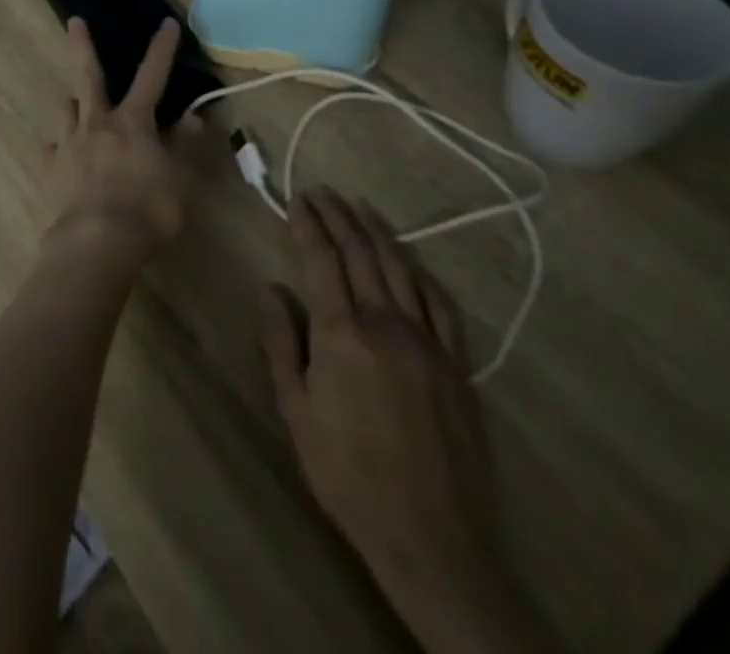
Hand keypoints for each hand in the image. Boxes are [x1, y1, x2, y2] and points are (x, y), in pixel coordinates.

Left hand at [45, 17, 214, 265]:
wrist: (95, 243)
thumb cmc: (147, 212)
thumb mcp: (179, 182)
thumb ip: (185, 147)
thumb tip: (194, 117)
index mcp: (133, 123)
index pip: (152, 77)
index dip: (161, 49)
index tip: (166, 22)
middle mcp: (97, 123)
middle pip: (89, 75)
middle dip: (83, 45)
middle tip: (73, 21)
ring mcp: (69, 142)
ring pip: (68, 108)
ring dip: (74, 103)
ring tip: (77, 106)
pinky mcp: (50, 166)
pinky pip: (54, 148)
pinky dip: (60, 147)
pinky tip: (62, 155)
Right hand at [262, 190, 561, 653]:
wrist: (431, 538)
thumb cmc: (347, 473)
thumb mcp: (296, 410)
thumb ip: (283, 342)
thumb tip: (271, 288)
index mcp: (342, 333)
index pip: (322, 259)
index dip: (309, 225)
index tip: (298, 199)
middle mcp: (387, 324)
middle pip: (362, 254)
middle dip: (339, 217)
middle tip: (322, 191)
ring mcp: (428, 343)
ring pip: (402, 269)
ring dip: (378, 232)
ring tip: (361, 207)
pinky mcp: (457, 366)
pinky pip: (441, 304)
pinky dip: (422, 272)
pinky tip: (411, 260)